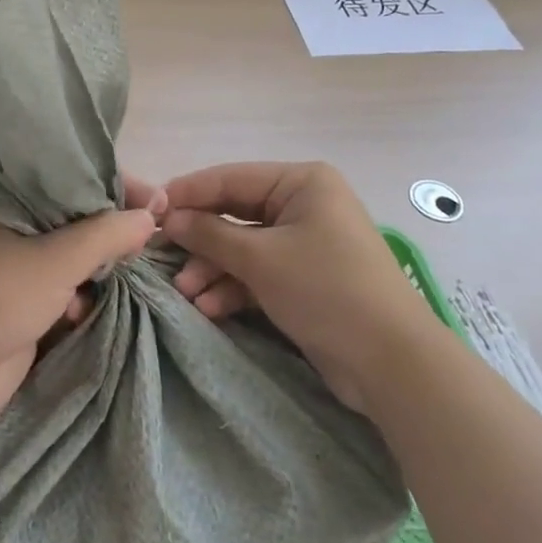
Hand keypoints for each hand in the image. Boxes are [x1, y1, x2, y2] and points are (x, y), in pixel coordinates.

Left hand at [0, 194, 160, 426]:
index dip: (115, 188)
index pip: (73, 182)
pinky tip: (78, 314)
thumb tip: (150, 216)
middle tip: (147, 239)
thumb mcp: (57, 258)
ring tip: (113, 278)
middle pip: (77, 222)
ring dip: (95, 271)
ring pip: (73, 260)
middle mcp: (15, 230)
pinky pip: (64, 292)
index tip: (156, 201)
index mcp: (14, 204)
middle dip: (110, 234)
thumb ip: (106, 235)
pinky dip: (77, 300)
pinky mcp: (23, 306)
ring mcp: (18, 270)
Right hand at [160, 162, 429, 415]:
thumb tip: (168, 218)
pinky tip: (209, 307)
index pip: (230, 178)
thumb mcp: (261, 258)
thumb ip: (209, 234)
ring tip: (184, 293)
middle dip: (200, 241)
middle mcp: (304, 205)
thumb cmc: (326, 290)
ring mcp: (305, 243)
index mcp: (301, 183)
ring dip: (212, 269)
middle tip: (162, 257)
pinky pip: (259, 273)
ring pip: (243, 247)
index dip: (187, 193)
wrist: (392, 364)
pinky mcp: (305, 279)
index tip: (149, 209)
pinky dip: (234, 287)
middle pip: (234, 214)